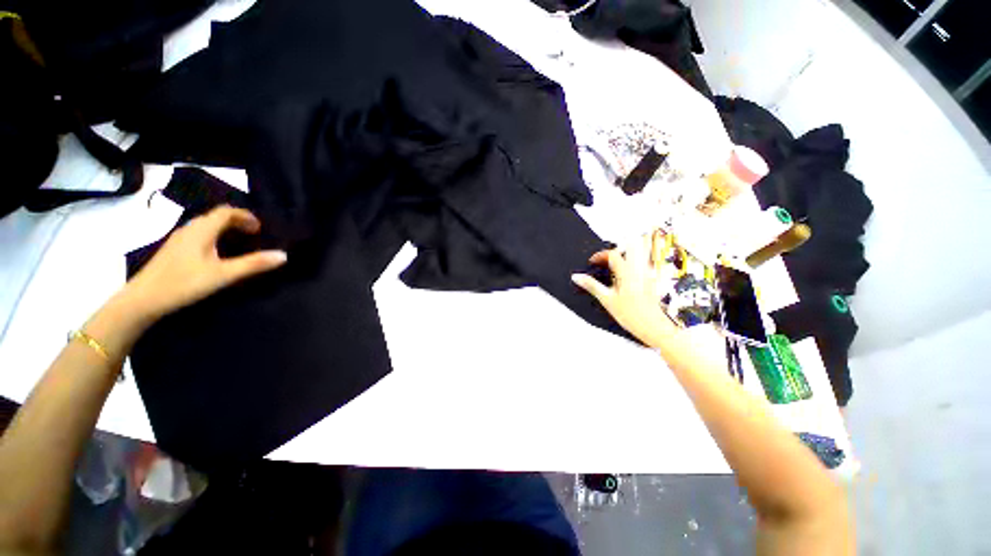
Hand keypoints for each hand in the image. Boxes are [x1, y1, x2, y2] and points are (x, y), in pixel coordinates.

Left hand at [121, 206, 287, 321]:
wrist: (142, 300)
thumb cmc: (183, 283)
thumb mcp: (223, 275)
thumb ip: (253, 264)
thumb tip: (283, 255)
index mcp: (201, 230)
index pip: (226, 212)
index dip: (246, 216)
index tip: (261, 229)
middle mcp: (189, 229)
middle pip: (216, 216)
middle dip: (237, 221)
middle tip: (254, 235)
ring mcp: (179, 239)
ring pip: (206, 225)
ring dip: (225, 229)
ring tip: (240, 242)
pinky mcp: (174, 250)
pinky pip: (199, 234)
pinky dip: (214, 236)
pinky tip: (218, 253)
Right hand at [572, 231, 677, 347]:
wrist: (654, 326)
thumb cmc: (631, 315)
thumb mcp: (607, 300)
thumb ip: (591, 286)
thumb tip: (576, 276)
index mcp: (626, 272)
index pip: (612, 254)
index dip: (600, 255)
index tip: (593, 262)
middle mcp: (640, 268)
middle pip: (633, 245)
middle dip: (620, 245)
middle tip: (610, 255)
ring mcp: (650, 272)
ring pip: (645, 250)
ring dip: (634, 248)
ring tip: (622, 257)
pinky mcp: (655, 278)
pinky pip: (650, 260)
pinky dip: (643, 257)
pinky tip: (634, 268)